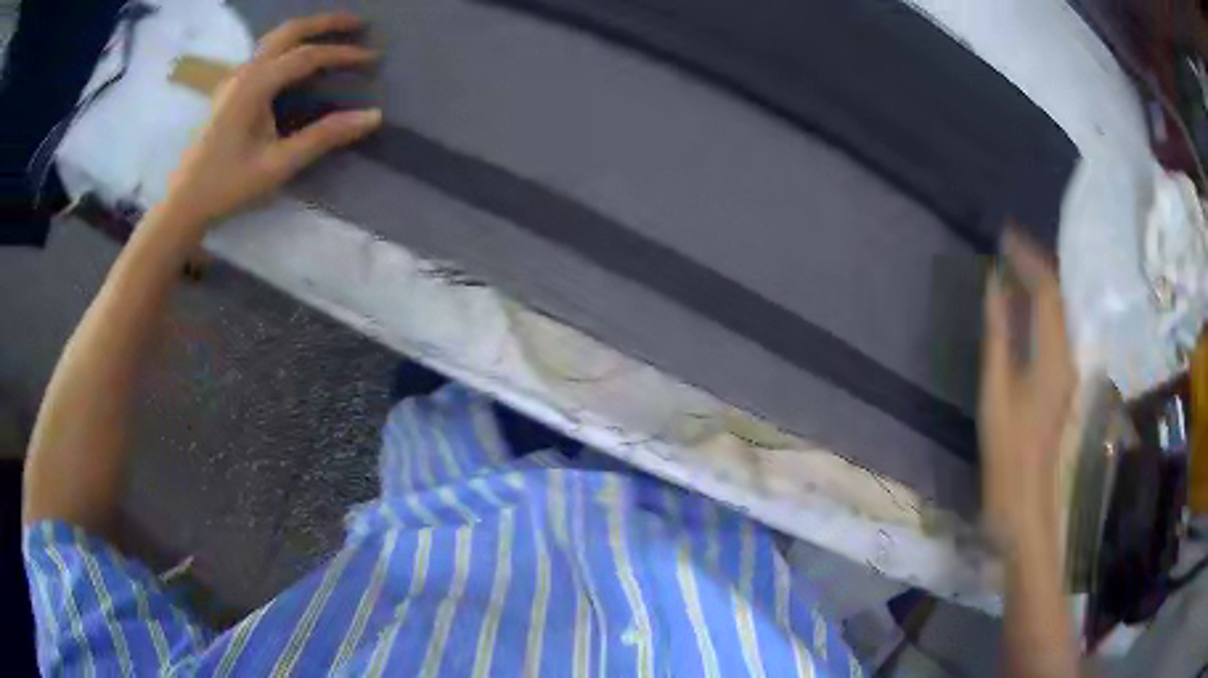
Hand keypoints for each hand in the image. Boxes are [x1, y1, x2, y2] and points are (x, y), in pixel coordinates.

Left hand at [163, 12, 380, 239]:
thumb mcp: (278, 165)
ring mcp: (234, 79)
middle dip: (326, 23)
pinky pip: (264, 53)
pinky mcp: (230, 90)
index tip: (373, 58)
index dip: (343, 54)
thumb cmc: (228, 185)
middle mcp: (245, 72)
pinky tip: (297, 57)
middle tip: (359, 24)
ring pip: (275, 38)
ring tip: (333, 33)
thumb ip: (324, 137)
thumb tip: (372, 116)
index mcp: (255, 85)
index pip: (307, 56)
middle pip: (290, 31)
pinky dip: (289, 44)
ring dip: (307, 30)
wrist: (184, 203)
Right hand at [979, 230, 1076, 546]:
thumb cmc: (1007, 448)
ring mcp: (1069, 366)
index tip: (1003, 237)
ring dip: (1039, 283)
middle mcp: (1069, 353)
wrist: (1026, 498)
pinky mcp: (1064, 377)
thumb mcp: (996, 389)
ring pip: (1060, 309)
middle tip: (1008, 247)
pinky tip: (1025, 306)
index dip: (1027, 258)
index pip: (1047, 289)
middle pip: (1059, 294)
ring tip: (1015, 267)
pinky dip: (1041, 306)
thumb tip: (993, 286)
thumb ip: (998, 333)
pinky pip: (1057, 327)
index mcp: (1053, 354)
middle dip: (1036, 264)